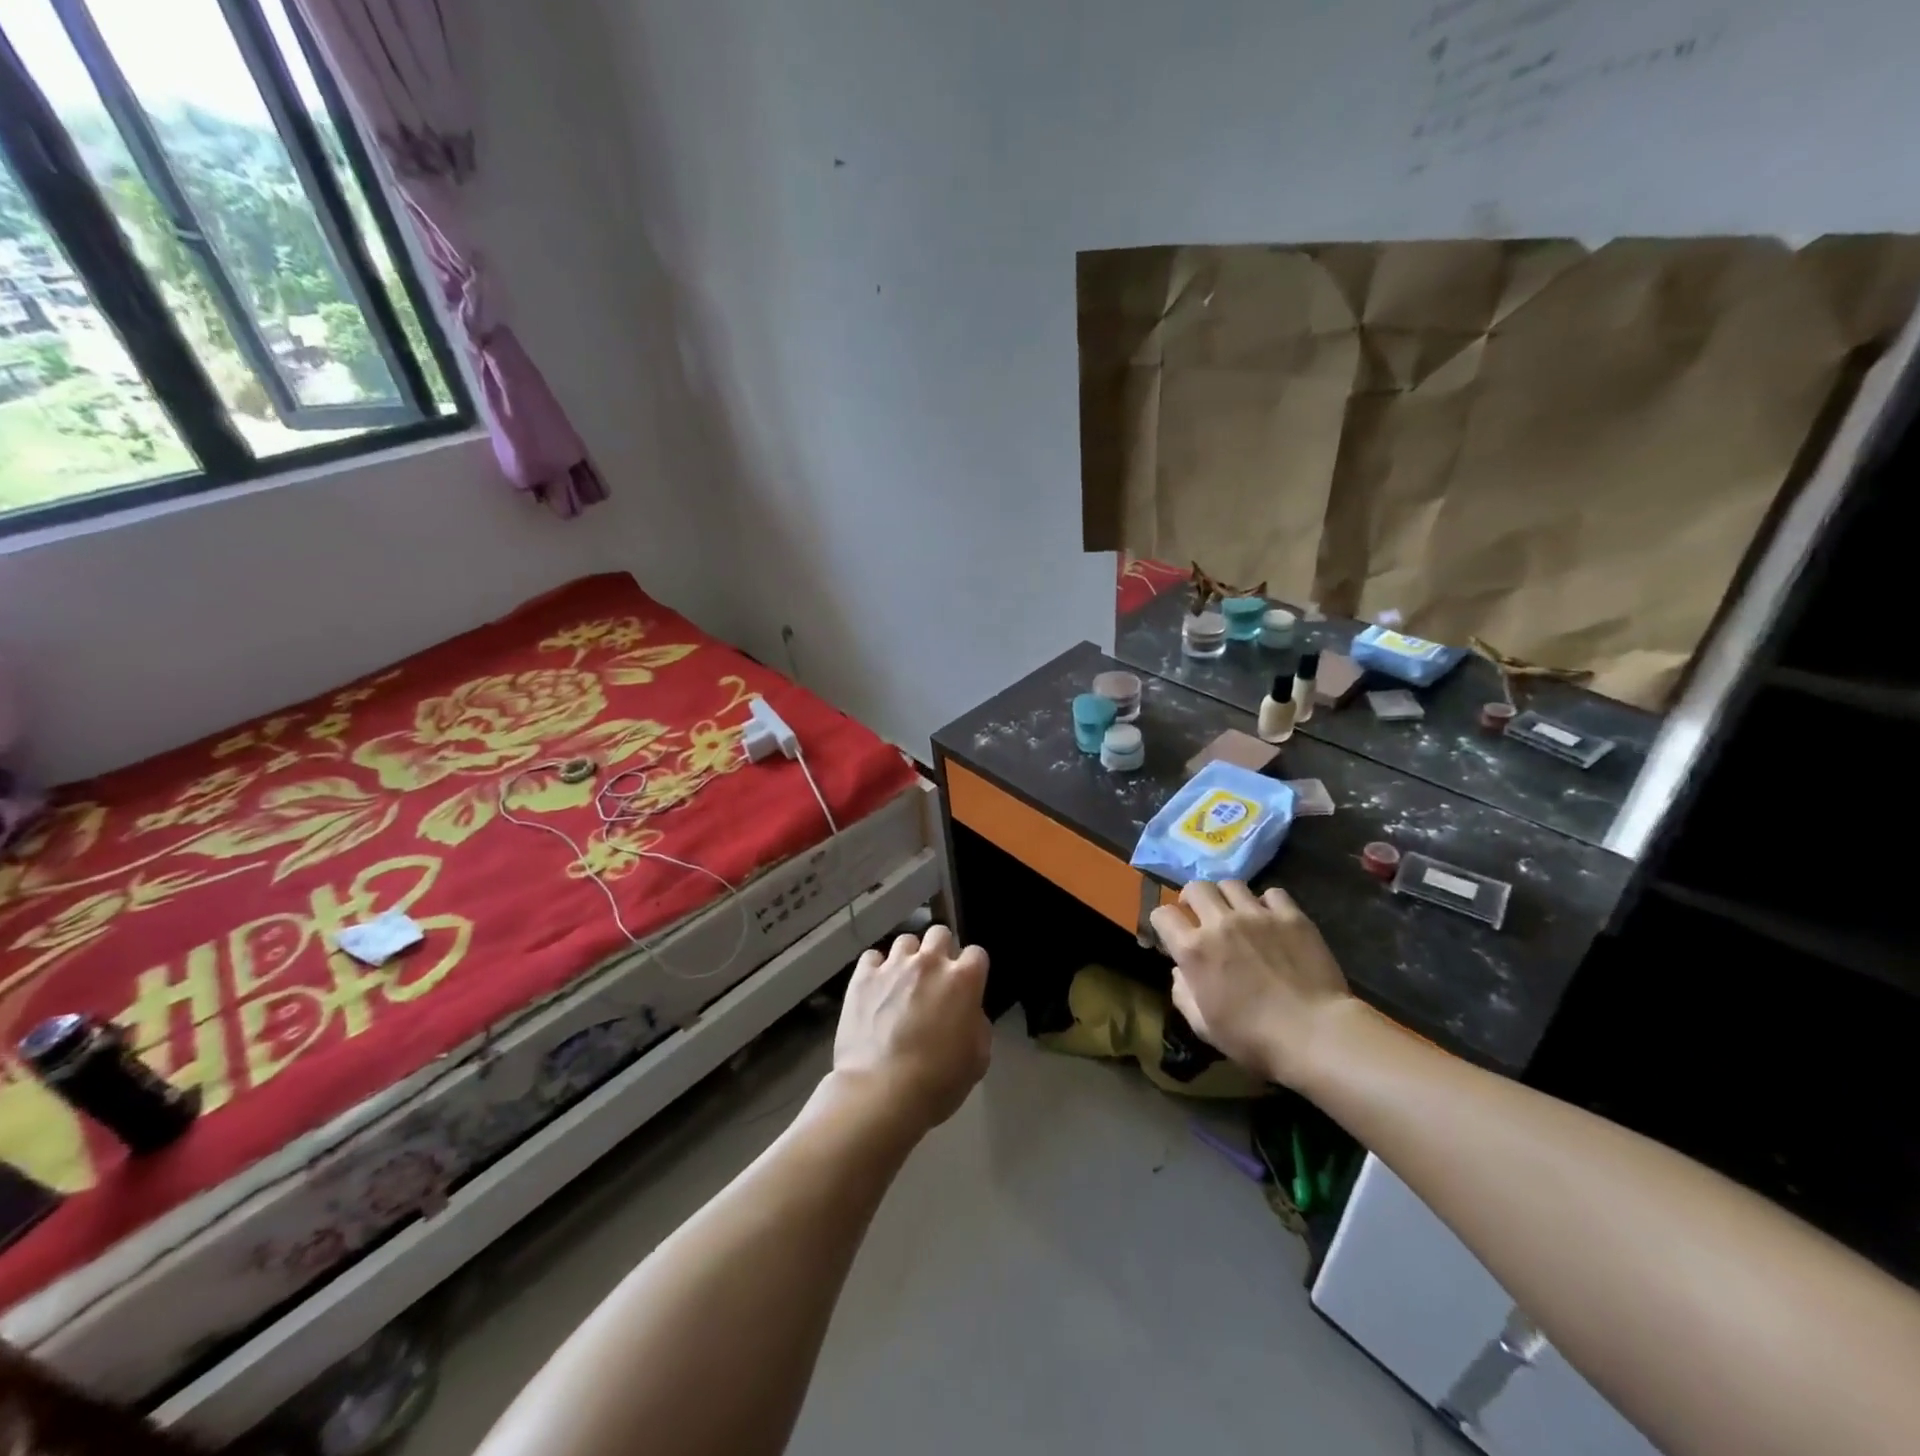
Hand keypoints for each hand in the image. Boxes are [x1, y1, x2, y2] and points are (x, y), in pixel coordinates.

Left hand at [830, 925, 991, 1139]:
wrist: (881, 1092)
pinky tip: (876, 988)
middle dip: (940, 952)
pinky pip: (872, 957)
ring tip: (902, 982)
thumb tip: (968, 1012)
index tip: (966, 988)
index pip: (976, 953)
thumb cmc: (938, 1081)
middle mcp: (930, 962)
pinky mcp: (863, 977)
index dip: (972, 970)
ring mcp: (894, 966)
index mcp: (963, 980)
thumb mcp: (978, 1058)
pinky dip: (876, 969)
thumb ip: (977, 1024)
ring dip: (909, 958)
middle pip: (939, 934)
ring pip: (905, 941)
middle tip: (934, 979)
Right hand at [1149, 881, 1351, 1086]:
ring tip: (1235, 912)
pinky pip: (1272, 893)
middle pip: (1196, 888)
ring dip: (1226, 897)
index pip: (1162, 914)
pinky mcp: (1291, 916)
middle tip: (1201, 914)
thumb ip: (1183, 994)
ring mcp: (1257, 915)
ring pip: (1231, 884)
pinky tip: (1272, 919)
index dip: (1163, 922)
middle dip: (1192, 899)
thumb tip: (1180, 972)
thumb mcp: (1204, 1027)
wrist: (1316, 1034)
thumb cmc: (1254, 1038)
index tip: (1171, 933)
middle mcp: (1220, 923)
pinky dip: (1267, 903)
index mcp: (1194, 950)